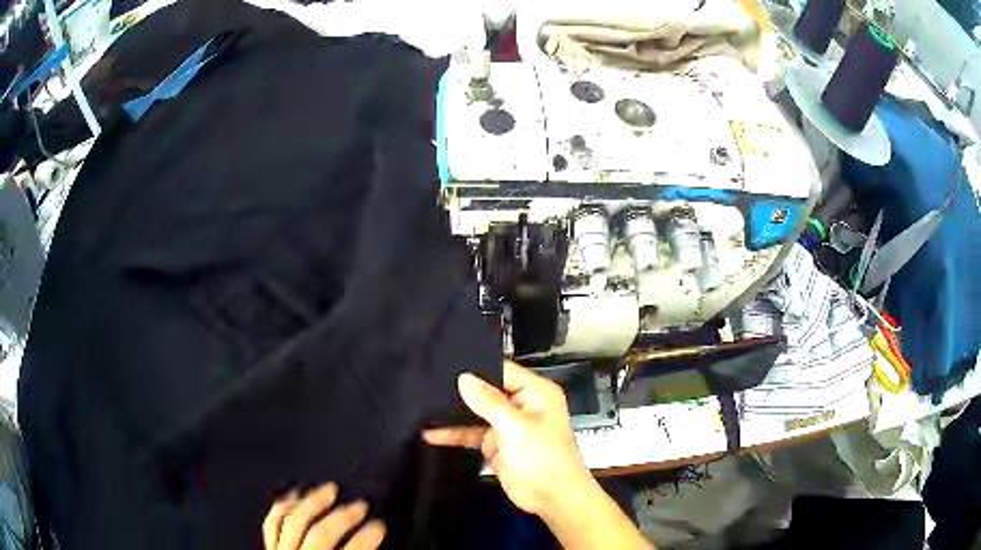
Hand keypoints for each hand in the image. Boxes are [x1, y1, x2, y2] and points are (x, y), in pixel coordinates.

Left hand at [263, 483, 385, 549]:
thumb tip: (377, 540)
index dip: (365, 539)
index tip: (380, 526)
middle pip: (319, 535)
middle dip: (342, 517)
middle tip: (361, 505)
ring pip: (292, 522)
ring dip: (312, 502)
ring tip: (330, 489)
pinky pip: (272, 523)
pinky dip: (284, 506)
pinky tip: (297, 494)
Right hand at [423, 360, 593, 515]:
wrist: (551, 497)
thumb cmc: (545, 458)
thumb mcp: (516, 426)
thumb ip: (489, 402)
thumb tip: (465, 378)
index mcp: (535, 393)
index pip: (502, 370)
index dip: (477, 368)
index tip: (448, 366)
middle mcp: (521, 405)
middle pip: (487, 391)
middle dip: (462, 392)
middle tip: (429, 385)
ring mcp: (507, 425)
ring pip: (476, 413)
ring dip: (454, 414)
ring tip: (425, 408)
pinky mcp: (496, 444)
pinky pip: (471, 433)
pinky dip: (454, 433)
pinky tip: (432, 433)